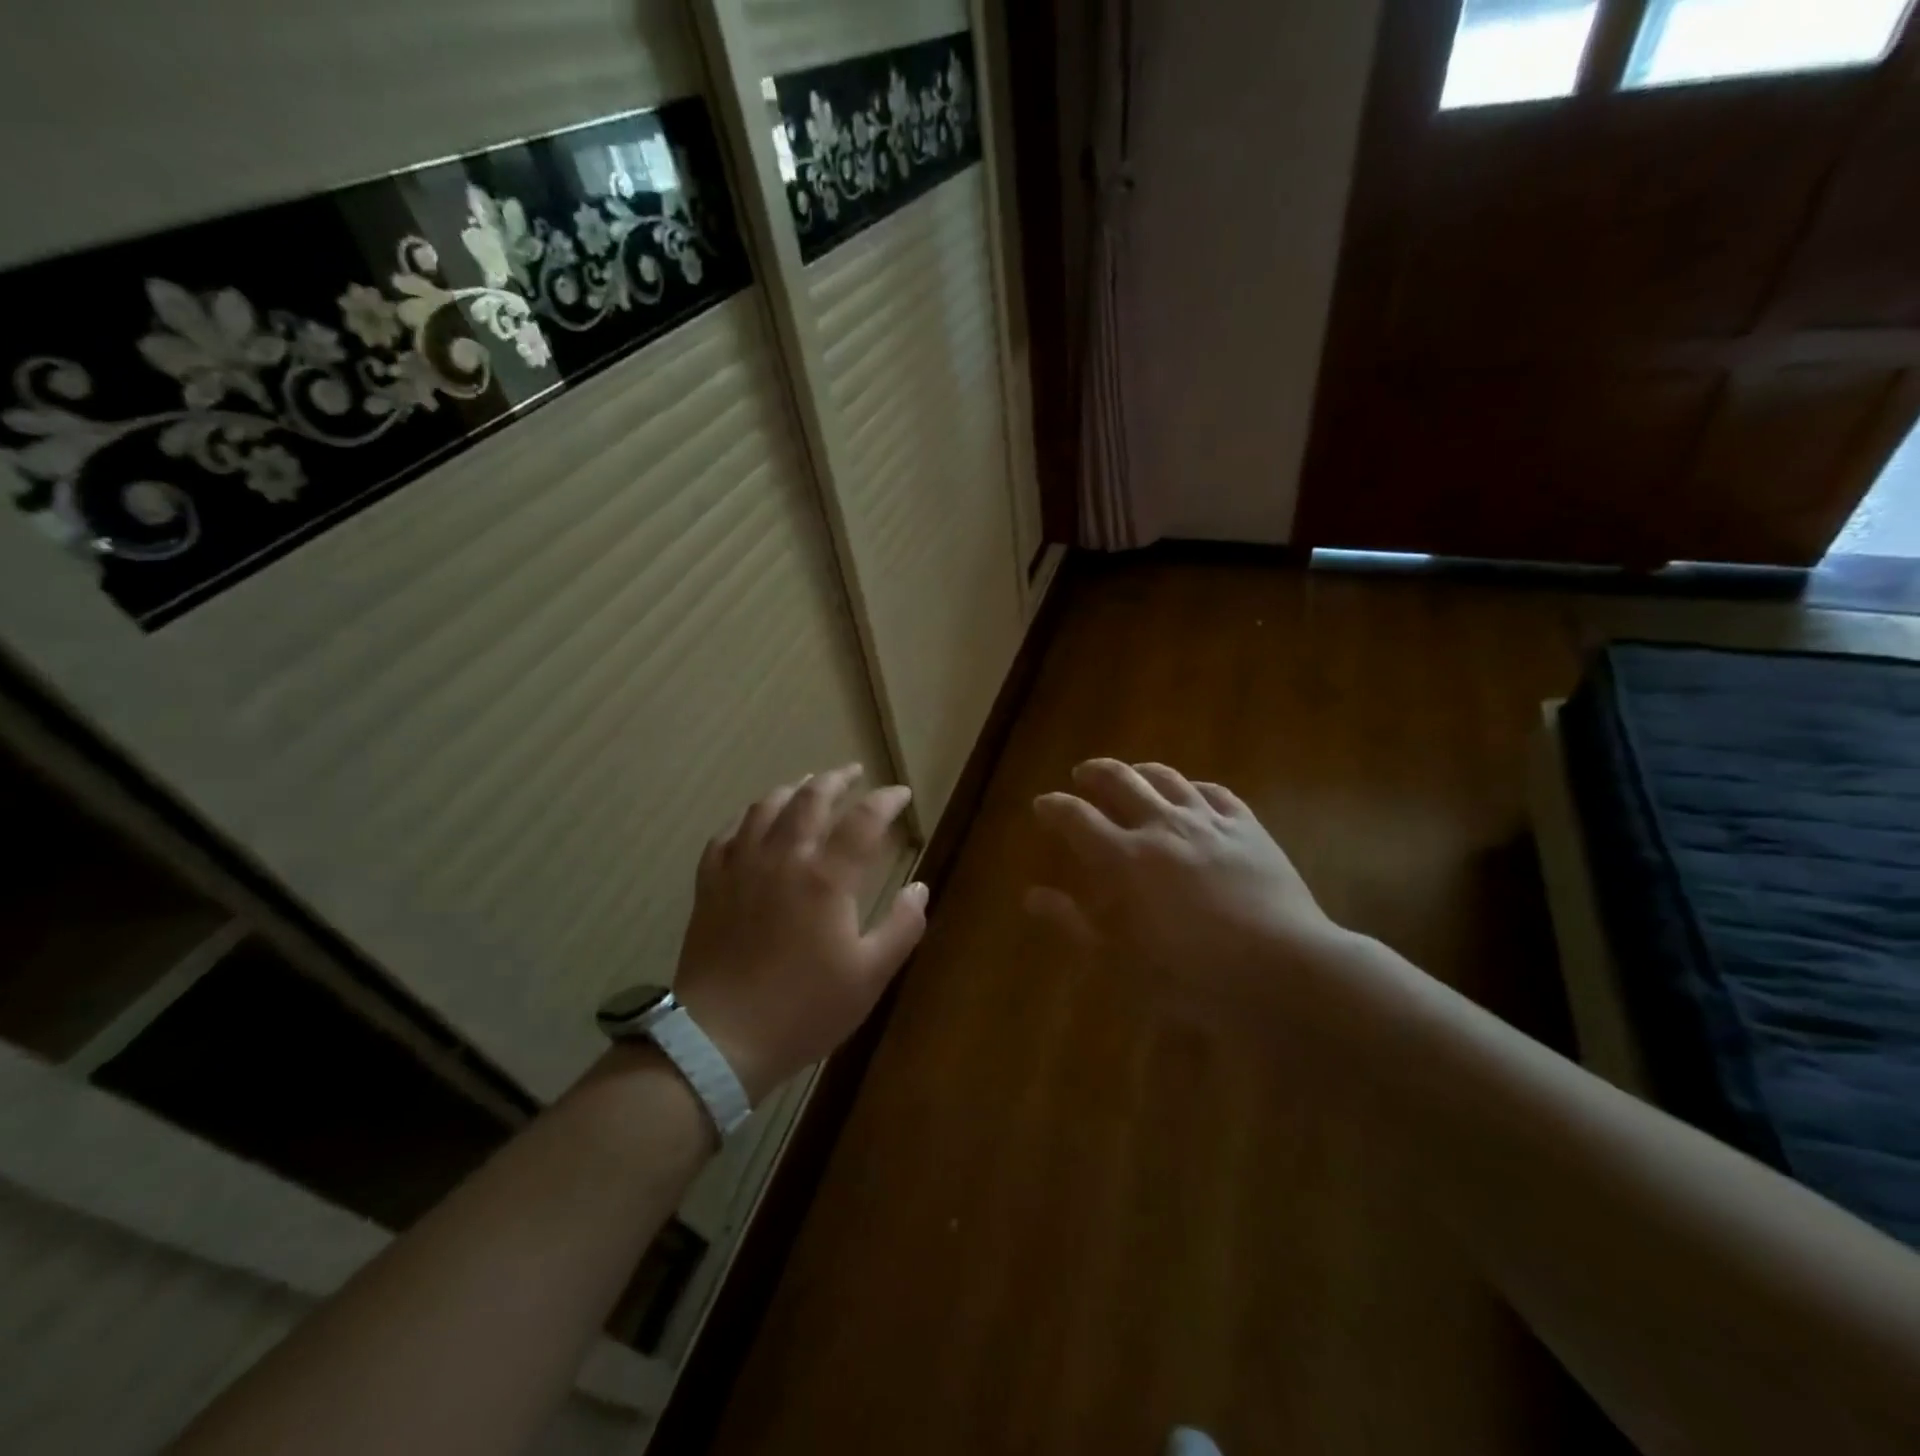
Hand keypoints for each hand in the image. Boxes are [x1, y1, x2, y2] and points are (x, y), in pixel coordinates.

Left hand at [672, 765, 926, 1104]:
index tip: (901, 794)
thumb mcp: (870, 976)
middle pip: (810, 798)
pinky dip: (746, 818)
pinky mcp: (711, 885)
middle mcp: (784, 858)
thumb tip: (920, 888)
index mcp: (827, 877)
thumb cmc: (804, 1009)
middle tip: (852, 773)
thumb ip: (902, 927)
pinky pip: (726, 835)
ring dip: (792, 789)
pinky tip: (753, 821)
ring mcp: (741, 868)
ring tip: (807, 785)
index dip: (886, 800)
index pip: (863, 820)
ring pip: (765, 808)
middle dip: (836, 779)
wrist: (720, 1040)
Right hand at [1029, 759, 1349, 1003]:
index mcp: (1124, 858)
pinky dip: (1193, 787)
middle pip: (1120, 780)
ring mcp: (1208, 821)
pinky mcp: (1248, 827)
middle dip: (1095, 772)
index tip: (1042, 803)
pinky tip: (1192, 793)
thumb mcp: (1120, 961)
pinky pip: (1214, 792)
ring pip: (1167, 777)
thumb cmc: (1192, 976)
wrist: (1283, 971)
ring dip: (1141, 770)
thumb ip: (1073, 923)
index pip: (1076, 817)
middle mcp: (1161, 826)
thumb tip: (1031, 896)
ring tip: (1132, 773)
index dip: (1054, 806)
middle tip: (1083, 774)